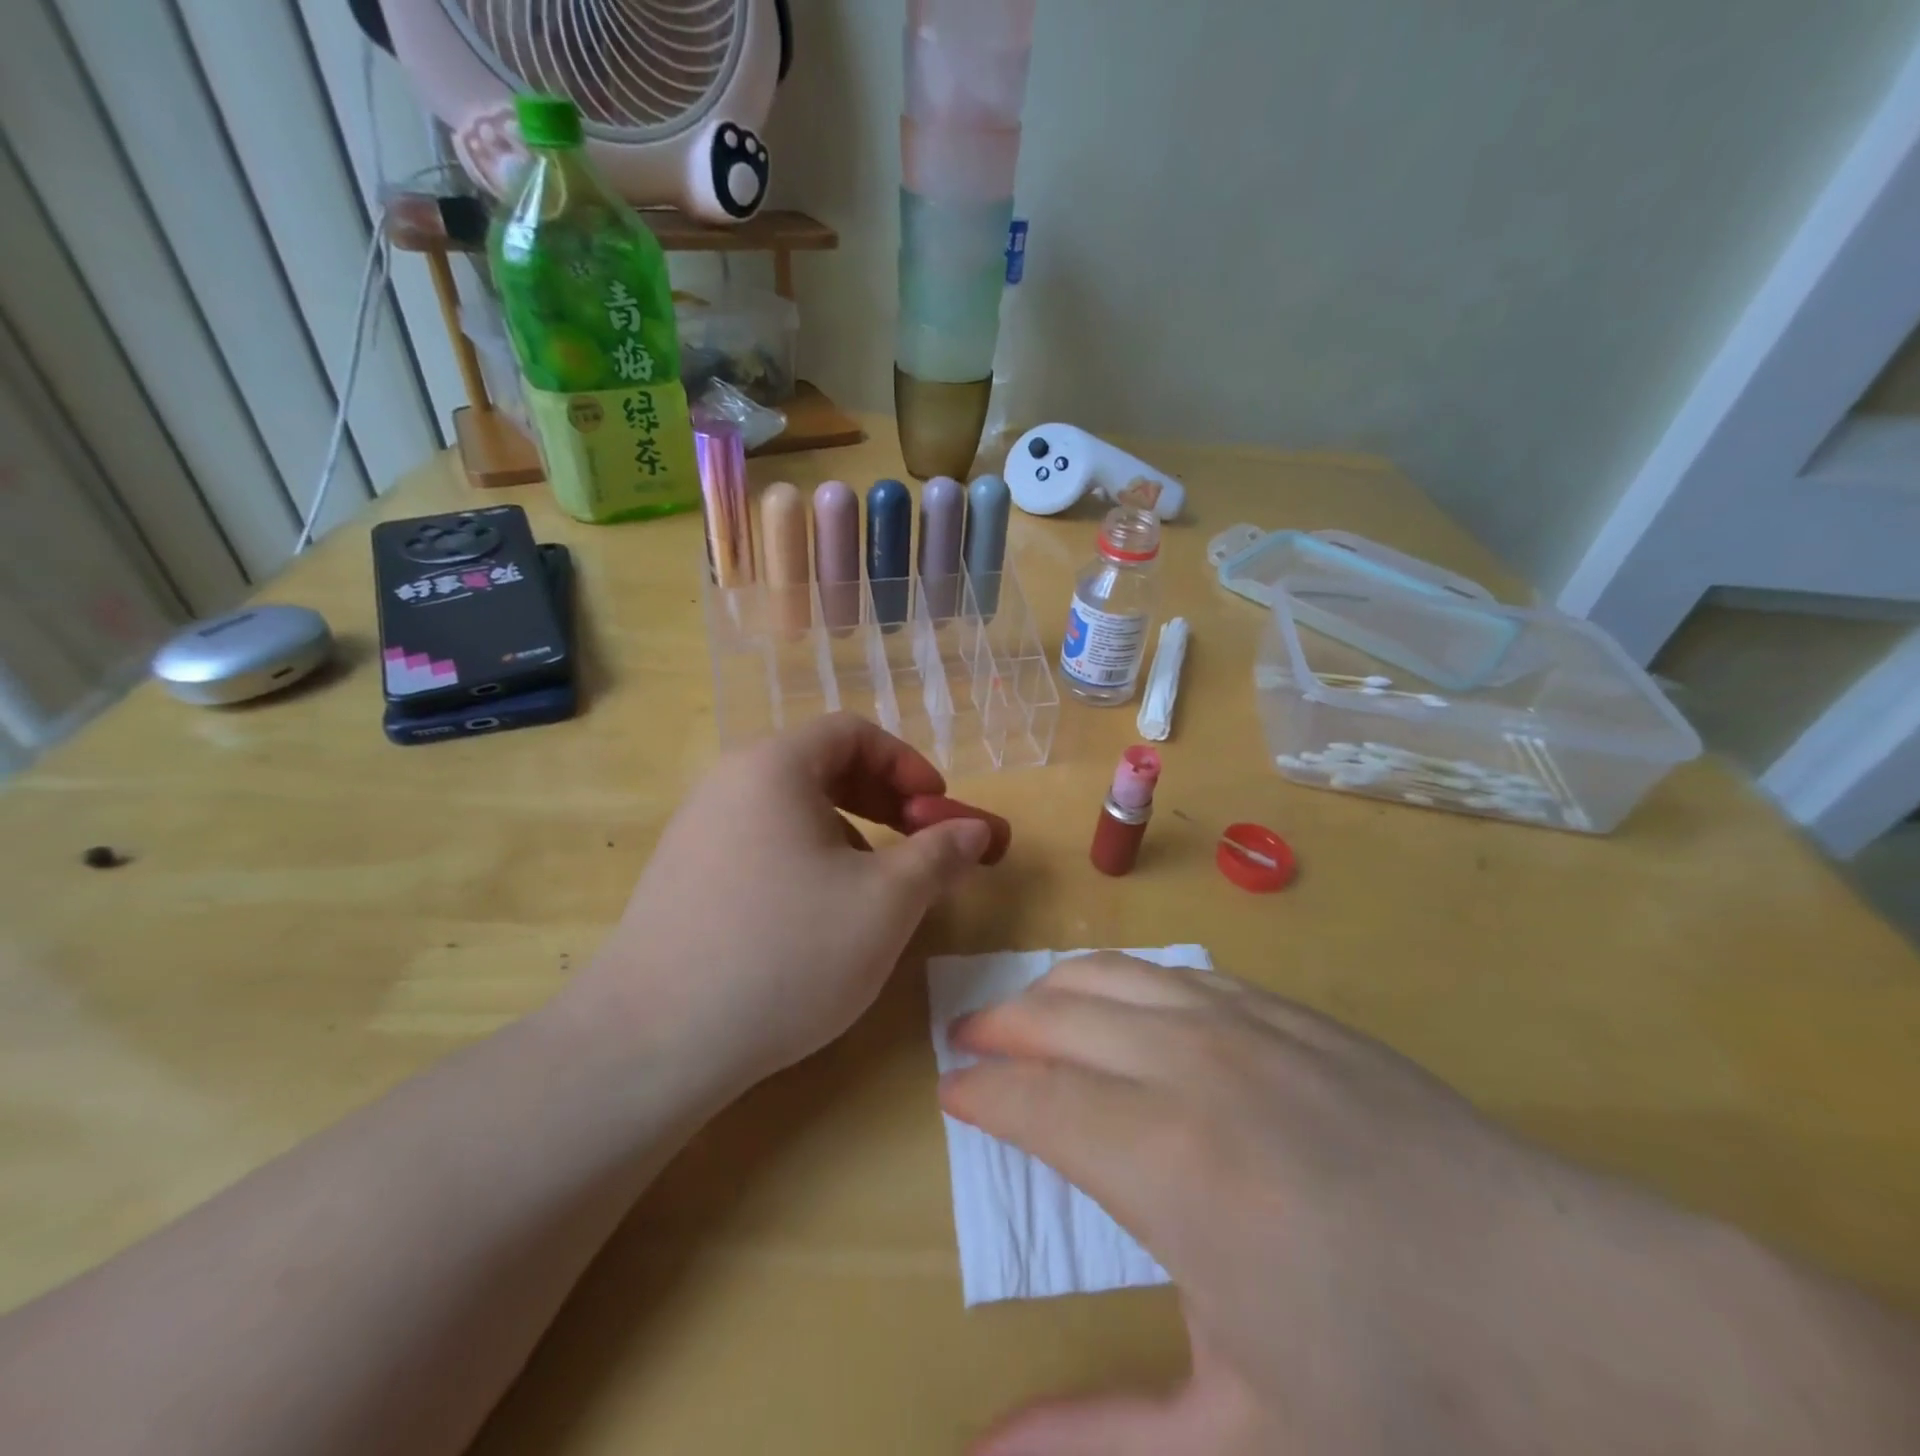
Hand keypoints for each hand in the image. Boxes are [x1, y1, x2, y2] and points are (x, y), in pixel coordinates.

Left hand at [572, 715, 993, 1099]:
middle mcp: (729, 783)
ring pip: (793, 811)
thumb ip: (940, 854)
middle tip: (918, 843)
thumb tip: (976, 830)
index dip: (908, 764)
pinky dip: (807, 861)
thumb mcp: (886, 902)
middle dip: (884, 800)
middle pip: (821, 767)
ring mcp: (697, 831)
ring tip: (873, 890)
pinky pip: (762, 845)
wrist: (653, 1043)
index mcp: (774, 766)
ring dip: (849, 834)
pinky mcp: (683, 878)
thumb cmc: (787, 953)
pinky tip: (817, 920)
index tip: (940, 808)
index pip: (854, 733)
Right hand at [941, 954, 1915, 1454]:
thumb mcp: (1246, 1449)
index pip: (1032, 1098)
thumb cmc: (1412, 1396)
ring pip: (1119, 975)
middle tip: (971, 1040)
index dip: (981, 1091)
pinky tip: (1131, 1001)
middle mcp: (1191, 1066)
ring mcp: (1250, 1026)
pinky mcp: (1299, 1016)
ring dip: (1060, 986)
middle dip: (1004, 1024)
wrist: (1590, 1318)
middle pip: (1062, 1015)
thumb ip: (1099, 1448)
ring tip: (1031, 1008)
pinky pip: (1184, 974)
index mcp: (1164, 1160)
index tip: (950, 1093)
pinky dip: (1131, 978)